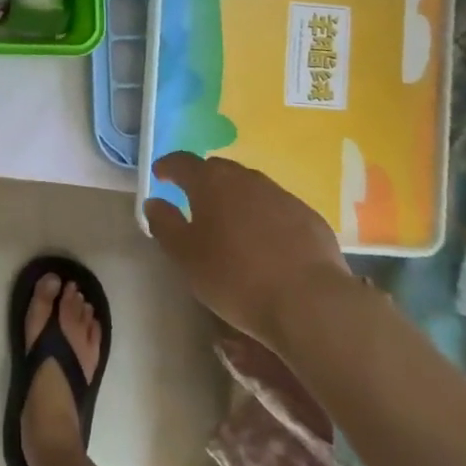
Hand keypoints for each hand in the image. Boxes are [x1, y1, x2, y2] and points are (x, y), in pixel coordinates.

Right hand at [144, 151, 352, 344]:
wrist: (310, 303)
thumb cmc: (236, 277)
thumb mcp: (186, 256)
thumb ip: (164, 224)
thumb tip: (155, 202)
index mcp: (211, 182)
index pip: (183, 162)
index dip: (168, 166)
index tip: (160, 175)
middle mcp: (246, 178)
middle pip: (219, 170)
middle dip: (203, 181)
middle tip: (195, 201)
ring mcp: (281, 195)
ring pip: (250, 187)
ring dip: (236, 198)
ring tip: (231, 224)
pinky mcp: (309, 217)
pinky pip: (278, 208)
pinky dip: (265, 217)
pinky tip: (267, 243)